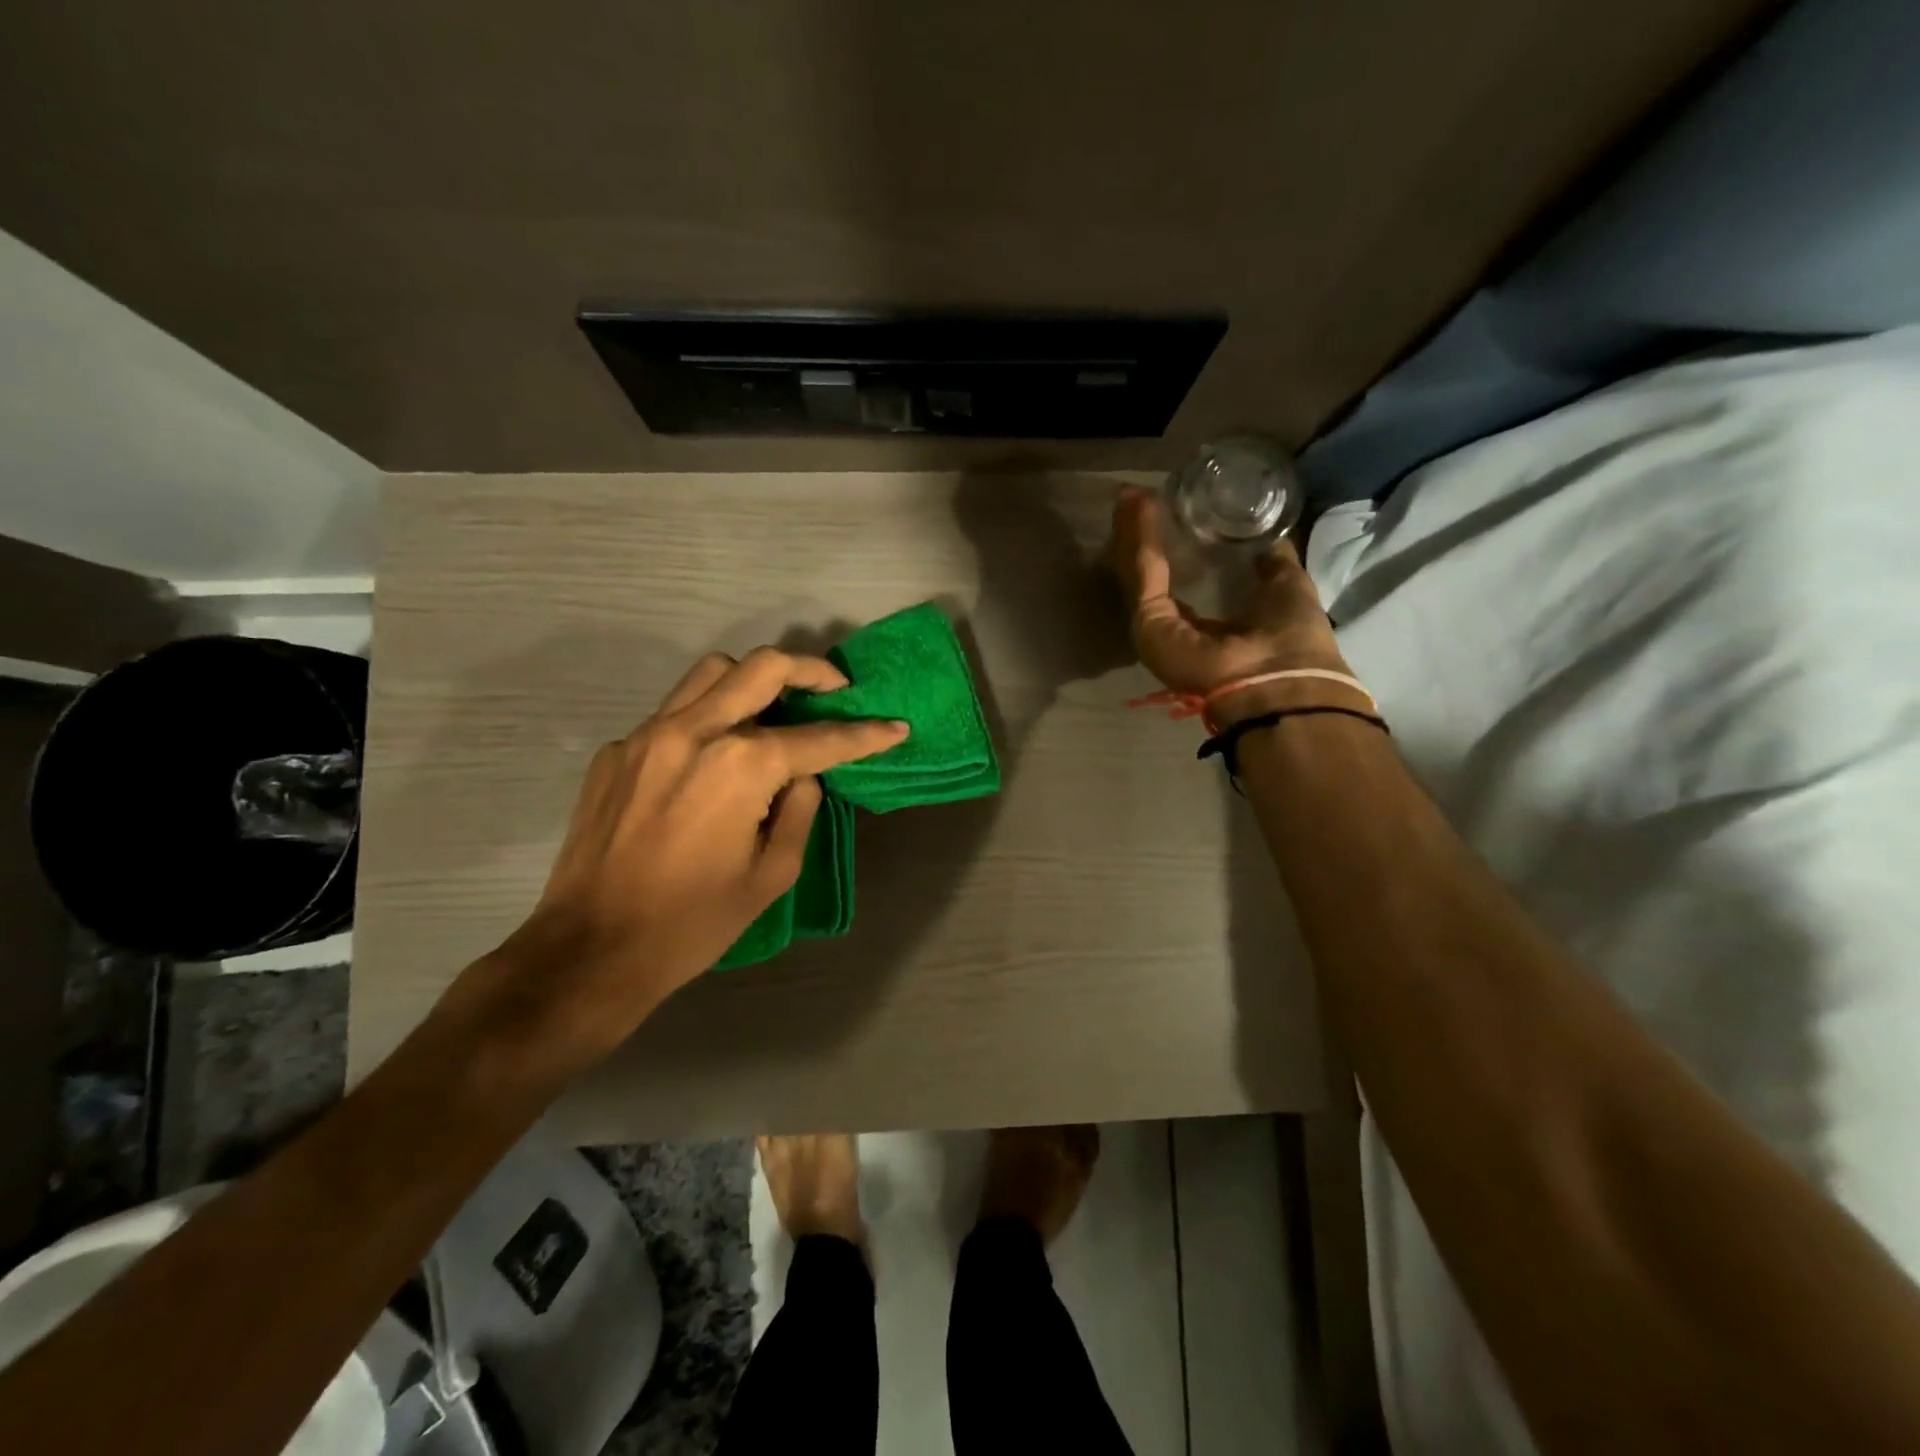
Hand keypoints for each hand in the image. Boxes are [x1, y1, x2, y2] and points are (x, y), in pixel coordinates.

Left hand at [478, 648, 907, 1058]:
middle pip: (763, 667)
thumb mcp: (772, 874)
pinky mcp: (617, 750)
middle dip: (812, 670)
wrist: (590, 950)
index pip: (819, 739)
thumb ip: (800, 810)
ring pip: (712, 673)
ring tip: (775, 710)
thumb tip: (804, 775)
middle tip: (836, 689)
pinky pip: (674, 712)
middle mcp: (695, 732)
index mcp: (741, 766)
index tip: (894, 727)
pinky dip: (708, 718)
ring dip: (754, 681)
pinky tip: (713, 759)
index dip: (865, 734)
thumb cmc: (693, 923)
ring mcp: (648, 734)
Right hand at [1109, 487, 1353, 723]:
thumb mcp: (1286, 588)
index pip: (1182, 584)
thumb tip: (1266, 541)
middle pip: (1155, 577)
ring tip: (1130, 495)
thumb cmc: (1292, 640)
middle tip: (1137, 499)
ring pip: (1142, 572)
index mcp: (1209, 628)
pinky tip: (1137, 504)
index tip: (1173, 515)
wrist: (1281, 680)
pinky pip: (1144, 572)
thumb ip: (1272, 565)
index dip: (1177, 548)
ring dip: (1135, 532)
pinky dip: (1140, 537)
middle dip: (1146, 538)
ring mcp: (1158, 628)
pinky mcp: (1149, 621)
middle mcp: (1178, 631)